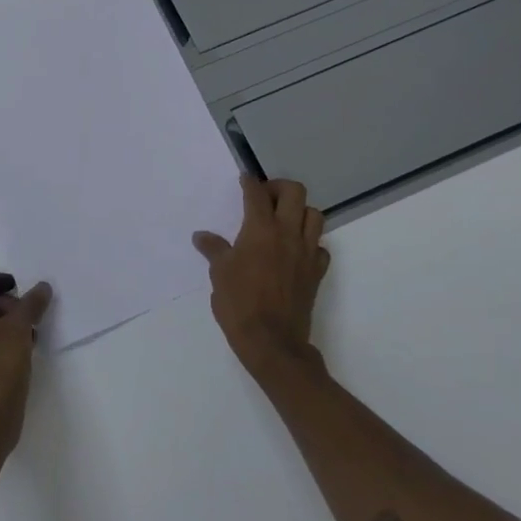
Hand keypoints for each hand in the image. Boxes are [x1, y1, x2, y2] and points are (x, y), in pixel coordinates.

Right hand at [193, 177, 330, 378]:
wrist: (272, 342)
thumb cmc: (239, 304)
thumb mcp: (218, 274)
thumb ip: (213, 249)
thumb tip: (201, 236)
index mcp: (260, 229)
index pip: (257, 194)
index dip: (250, 182)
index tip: (244, 179)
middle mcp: (287, 233)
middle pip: (294, 192)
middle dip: (279, 188)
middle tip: (265, 197)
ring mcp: (306, 252)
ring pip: (314, 215)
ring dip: (299, 211)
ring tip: (283, 220)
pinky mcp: (316, 272)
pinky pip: (319, 247)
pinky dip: (310, 243)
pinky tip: (295, 251)